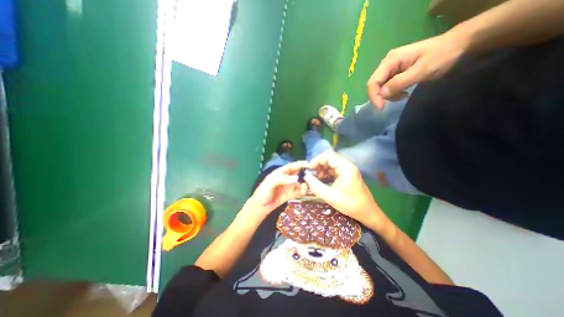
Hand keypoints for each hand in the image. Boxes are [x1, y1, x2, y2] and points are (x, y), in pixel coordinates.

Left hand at [247, 162, 307, 215]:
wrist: (260, 207)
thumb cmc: (263, 192)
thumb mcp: (270, 183)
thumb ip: (282, 179)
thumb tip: (296, 178)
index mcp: (280, 173)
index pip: (292, 166)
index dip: (300, 164)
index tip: (309, 164)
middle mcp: (286, 178)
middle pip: (297, 173)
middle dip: (305, 173)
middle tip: (314, 175)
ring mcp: (288, 186)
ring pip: (299, 182)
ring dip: (305, 183)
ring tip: (310, 185)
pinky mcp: (290, 195)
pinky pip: (298, 191)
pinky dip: (303, 191)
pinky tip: (306, 191)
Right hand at [302, 150, 390, 230]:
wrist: (368, 213)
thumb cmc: (350, 204)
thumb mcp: (330, 196)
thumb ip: (315, 186)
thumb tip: (305, 177)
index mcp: (345, 167)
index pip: (328, 155)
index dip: (317, 160)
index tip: (309, 169)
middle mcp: (347, 165)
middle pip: (329, 159)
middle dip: (318, 166)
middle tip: (311, 175)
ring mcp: (348, 170)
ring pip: (331, 164)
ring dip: (321, 170)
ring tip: (314, 179)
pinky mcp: (347, 175)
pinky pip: (334, 170)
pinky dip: (326, 174)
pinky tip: (321, 181)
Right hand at [367, 33, 467, 108]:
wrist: (459, 44)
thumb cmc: (443, 55)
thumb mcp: (423, 70)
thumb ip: (400, 82)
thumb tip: (382, 94)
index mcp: (390, 61)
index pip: (373, 82)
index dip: (374, 96)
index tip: (381, 108)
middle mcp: (387, 64)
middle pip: (375, 85)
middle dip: (382, 96)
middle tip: (398, 100)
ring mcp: (391, 68)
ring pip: (381, 87)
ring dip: (389, 95)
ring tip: (403, 95)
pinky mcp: (396, 72)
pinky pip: (388, 86)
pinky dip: (394, 93)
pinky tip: (404, 92)